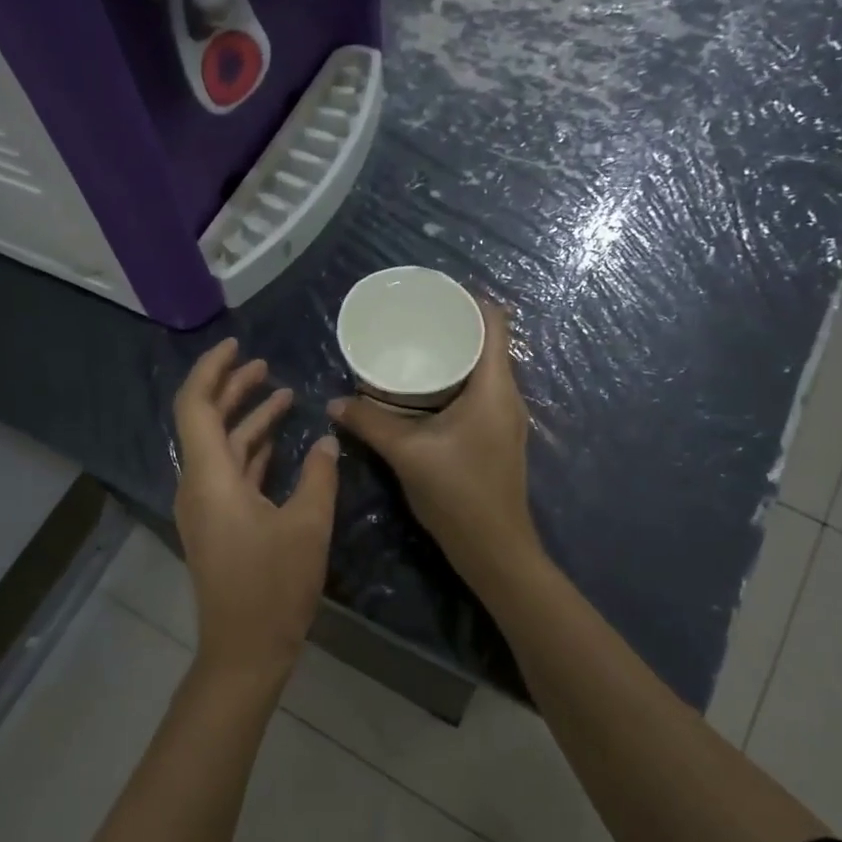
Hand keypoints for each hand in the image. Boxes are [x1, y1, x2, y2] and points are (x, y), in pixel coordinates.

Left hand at [172, 339, 339, 683]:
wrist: (245, 649)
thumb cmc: (274, 586)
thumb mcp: (308, 525)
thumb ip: (319, 476)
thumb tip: (328, 441)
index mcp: (210, 478)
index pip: (196, 406)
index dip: (213, 370)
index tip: (238, 347)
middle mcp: (199, 485)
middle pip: (207, 422)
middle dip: (233, 389)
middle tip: (265, 366)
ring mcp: (206, 506)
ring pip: (221, 448)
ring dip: (247, 420)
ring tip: (282, 395)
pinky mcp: (219, 524)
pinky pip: (230, 473)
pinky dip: (251, 451)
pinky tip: (279, 443)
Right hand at [327, 302, 538, 583]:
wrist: (494, 549)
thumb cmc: (458, 493)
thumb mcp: (408, 453)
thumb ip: (370, 423)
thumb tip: (335, 402)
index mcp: (494, 386)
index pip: (494, 322)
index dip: (468, 299)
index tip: (431, 292)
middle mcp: (506, 395)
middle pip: (487, 342)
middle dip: (452, 326)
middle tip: (412, 320)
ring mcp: (504, 418)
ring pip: (482, 370)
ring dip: (453, 356)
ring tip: (413, 348)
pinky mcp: (495, 437)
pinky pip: (477, 393)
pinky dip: (453, 382)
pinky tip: (422, 392)